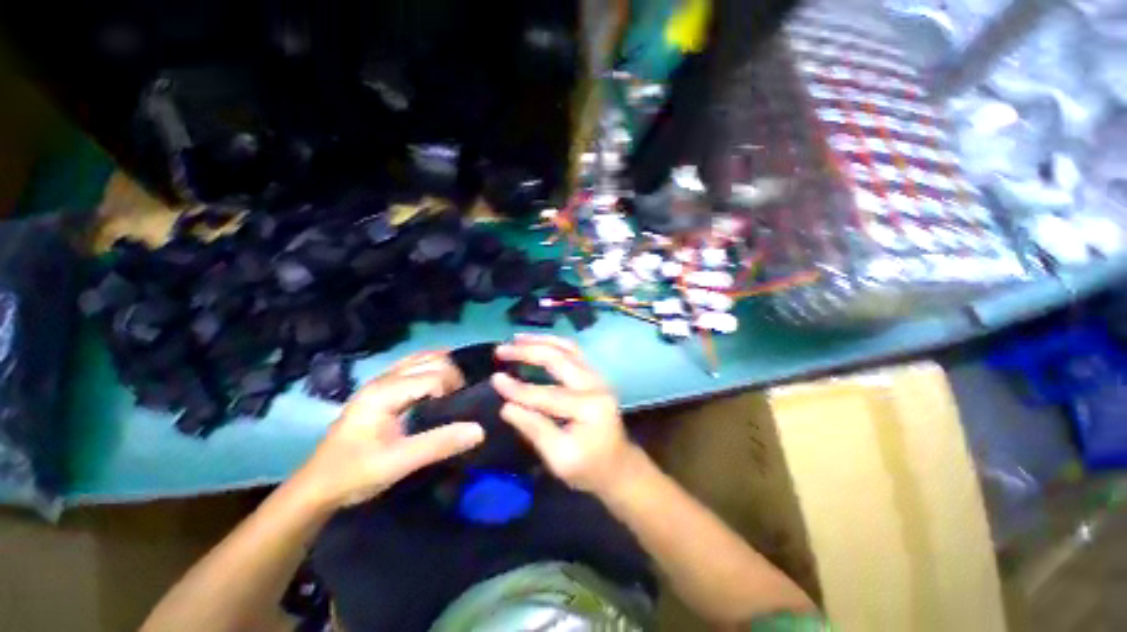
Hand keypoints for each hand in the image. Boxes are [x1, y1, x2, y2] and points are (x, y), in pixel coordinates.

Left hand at [292, 351, 483, 509]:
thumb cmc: (354, 473)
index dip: (453, 388)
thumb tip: (480, 430)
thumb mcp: (398, 463)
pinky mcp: (381, 390)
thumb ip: (439, 444)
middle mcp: (384, 379)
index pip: (434, 374)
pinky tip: (440, 381)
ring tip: (456, 389)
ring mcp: (380, 382)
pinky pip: (412, 367)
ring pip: (421, 359)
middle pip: (430, 360)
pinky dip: (431, 368)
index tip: (461, 410)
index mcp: (385, 392)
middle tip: (461, 400)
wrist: (317, 487)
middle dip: (452, 375)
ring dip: (443, 368)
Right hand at [492, 334, 636, 495]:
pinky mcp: (594, 376)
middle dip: (528, 351)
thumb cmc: (589, 468)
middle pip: (559, 359)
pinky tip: (538, 343)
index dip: (518, 389)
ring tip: (517, 338)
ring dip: (541, 341)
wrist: (618, 466)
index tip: (494, 379)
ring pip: (568, 348)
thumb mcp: (559, 458)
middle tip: (502, 349)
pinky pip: (573, 352)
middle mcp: (596, 385)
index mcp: (589, 407)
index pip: (547, 394)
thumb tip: (506, 407)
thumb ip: (535, 429)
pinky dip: (553, 344)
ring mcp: (597, 377)